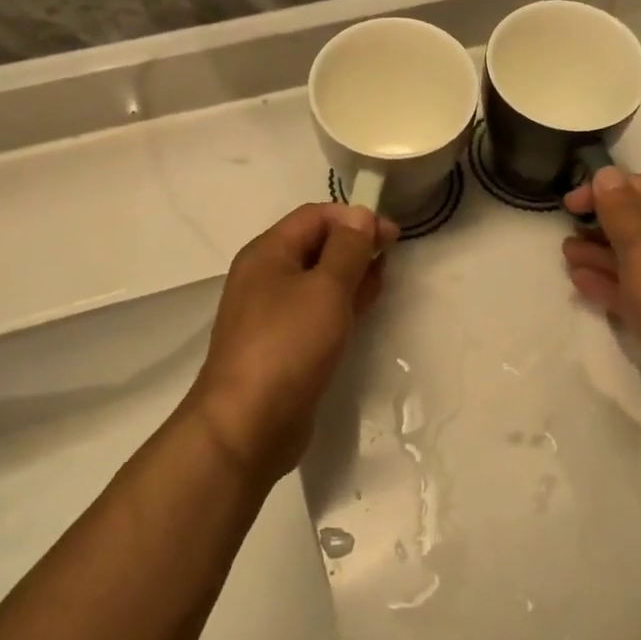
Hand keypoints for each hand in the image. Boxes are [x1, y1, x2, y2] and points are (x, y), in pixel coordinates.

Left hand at [189, 203, 398, 484]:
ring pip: (318, 280)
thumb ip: (348, 249)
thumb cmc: (288, 345)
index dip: (355, 218)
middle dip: (355, 244)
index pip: (315, 217)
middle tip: (392, 256)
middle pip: (315, 245)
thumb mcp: (325, 288)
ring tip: (383, 279)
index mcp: (268, 253)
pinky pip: (316, 312)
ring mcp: (272, 314)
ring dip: (351, 274)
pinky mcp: (283, 346)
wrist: (247, 425)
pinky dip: (341, 304)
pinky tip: (363, 309)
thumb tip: (360, 214)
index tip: (393, 235)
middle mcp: (266, 277)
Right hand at [562, 168, 640, 422]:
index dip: (605, 190)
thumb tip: (607, 174)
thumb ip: (620, 211)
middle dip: (601, 224)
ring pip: (636, 260)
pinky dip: (611, 283)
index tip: (568, 203)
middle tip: (565, 230)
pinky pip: (637, 290)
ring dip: (600, 254)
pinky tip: (582, 284)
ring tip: (567, 255)